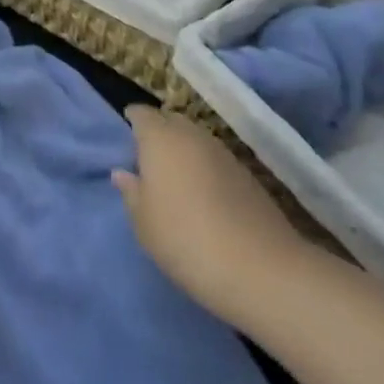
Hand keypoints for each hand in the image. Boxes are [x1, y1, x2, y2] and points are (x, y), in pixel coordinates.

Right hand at [113, 104, 309, 321]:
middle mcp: (192, 135)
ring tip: (174, 183)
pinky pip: (215, 161)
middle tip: (147, 163)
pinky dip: (205, 170)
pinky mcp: (248, 175)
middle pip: (171, 121)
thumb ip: (131, 192)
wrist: (260, 269)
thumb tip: (124, 173)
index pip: (141, 114)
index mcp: (160, 138)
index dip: (132, 122)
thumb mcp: (143, 222)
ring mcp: (224, 153)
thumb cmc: (185, 238)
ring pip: (196, 140)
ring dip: (184, 153)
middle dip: (159, 133)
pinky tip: (203, 198)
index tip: (125, 142)